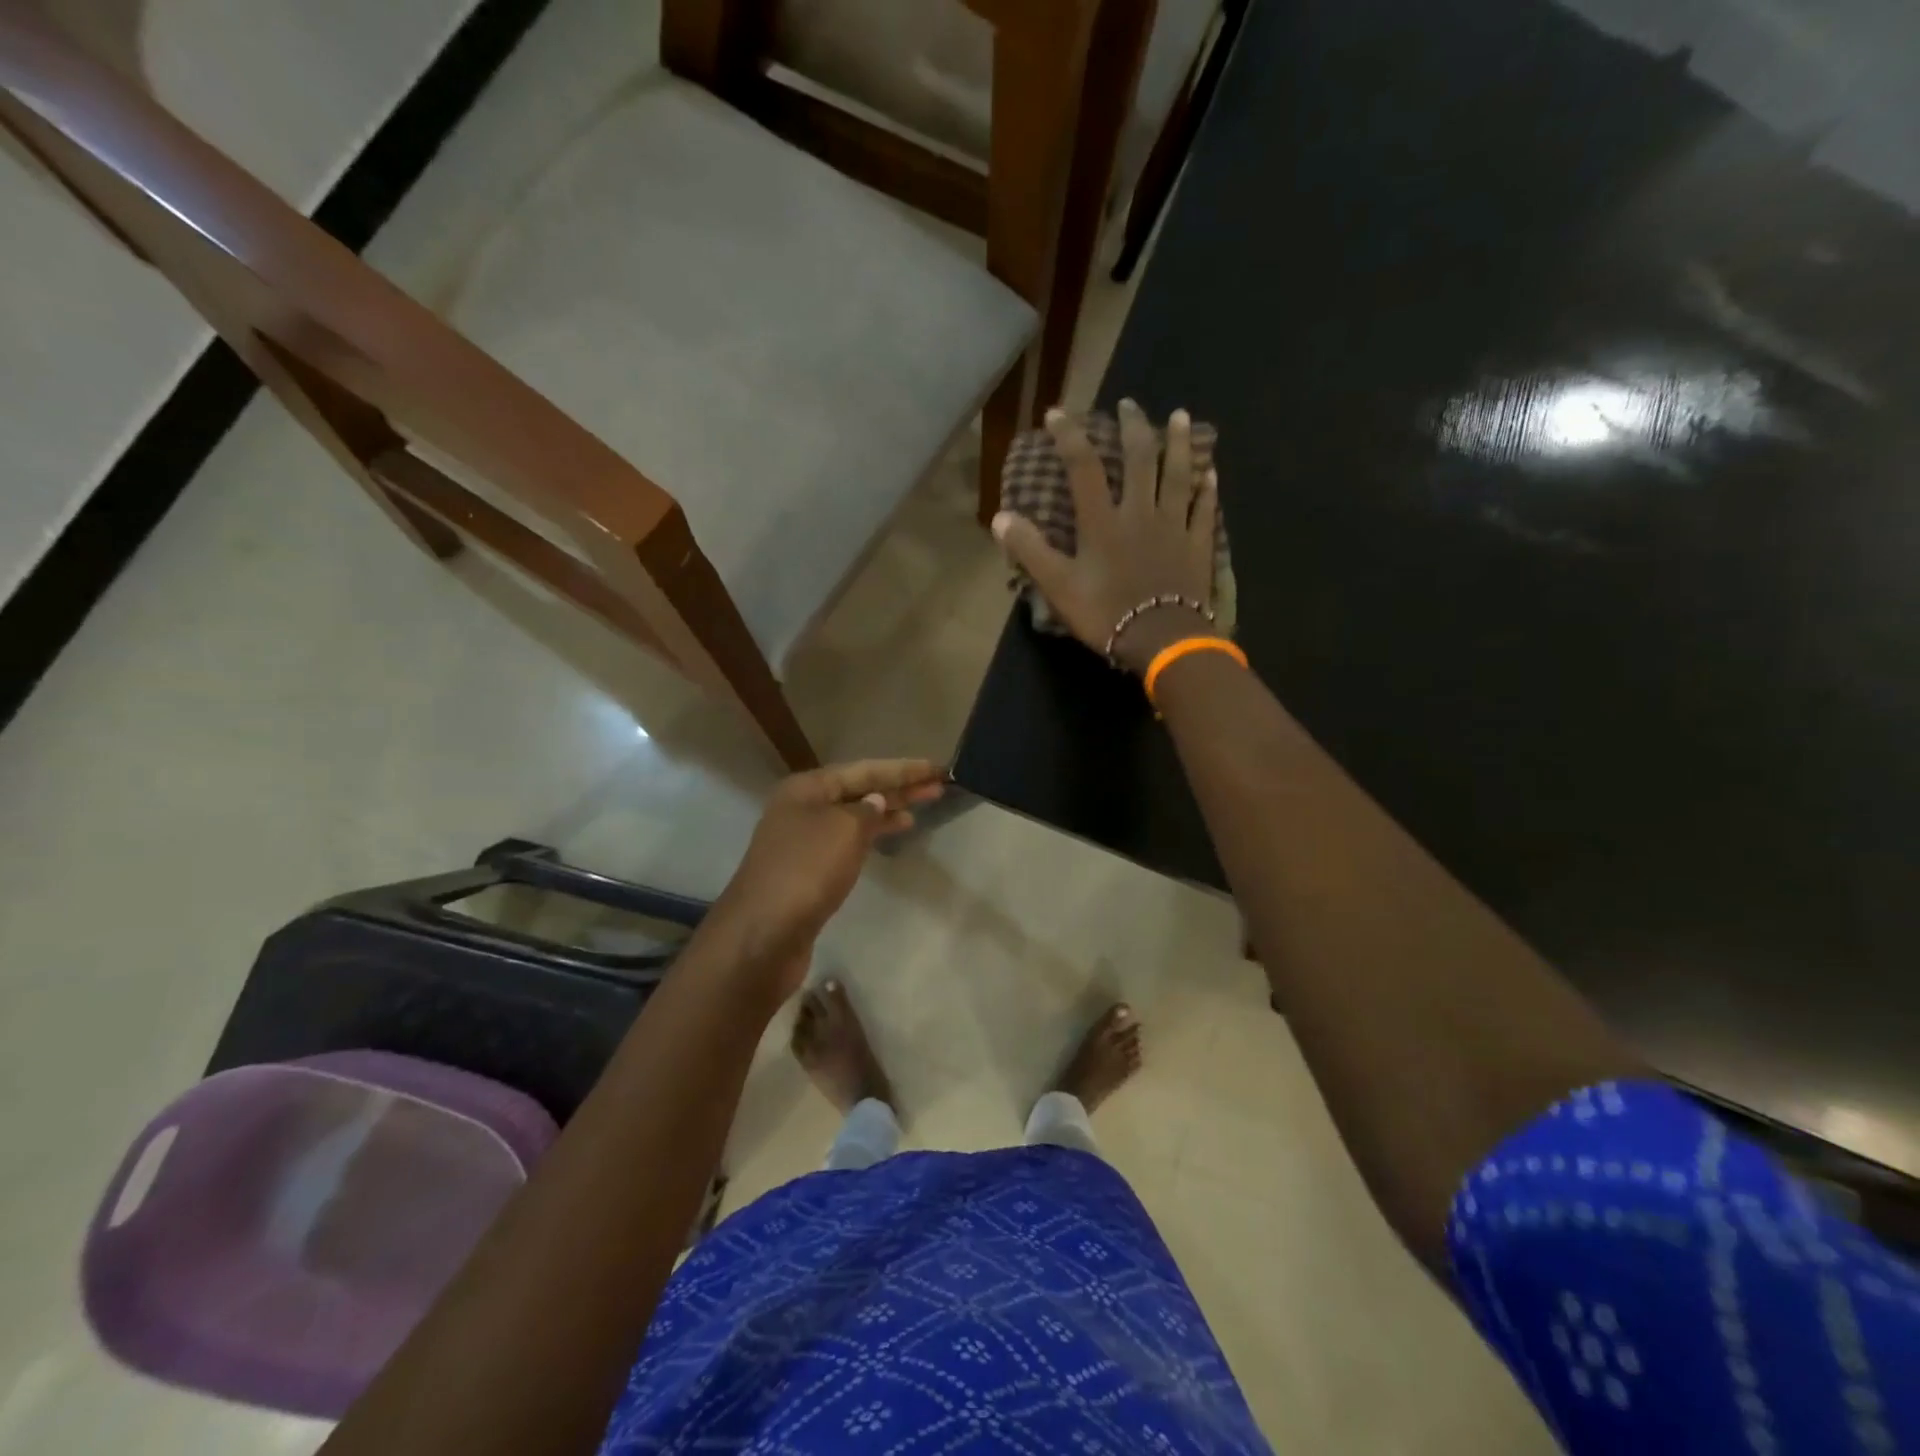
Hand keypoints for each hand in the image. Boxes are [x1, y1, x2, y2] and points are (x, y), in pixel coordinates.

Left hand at [705, 759, 944, 999]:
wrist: (763, 934)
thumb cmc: (806, 871)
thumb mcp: (844, 830)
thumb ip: (868, 811)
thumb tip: (876, 803)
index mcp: (807, 788)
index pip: (864, 769)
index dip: (902, 769)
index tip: (936, 768)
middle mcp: (802, 807)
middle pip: (859, 790)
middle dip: (898, 787)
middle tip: (938, 786)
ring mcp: (803, 840)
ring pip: (854, 816)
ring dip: (887, 810)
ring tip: (922, 807)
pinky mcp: (808, 870)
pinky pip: (847, 841)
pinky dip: (872, 835)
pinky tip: (893, 835)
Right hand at [991, 399, 1218, 673]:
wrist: (1162, 639)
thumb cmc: (1106, 614)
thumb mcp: (1058, 586)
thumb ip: (1030, 550)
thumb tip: (1000, 517)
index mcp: (1103, 521)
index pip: (1084, 467)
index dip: (1070, 437)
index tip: (1058, 413)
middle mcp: (1141, 512)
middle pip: (1139, 459)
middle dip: (1133, 428)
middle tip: (1129, 405)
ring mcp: (1174, 526)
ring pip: (1179, 474)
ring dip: (1178, 444)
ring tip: (1180, 417)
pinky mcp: (1198, 545)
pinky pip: (1204, 509)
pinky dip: (1207, 490)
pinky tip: (1211, 473)